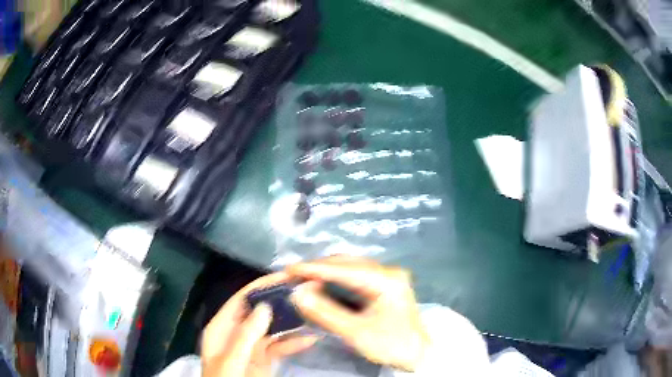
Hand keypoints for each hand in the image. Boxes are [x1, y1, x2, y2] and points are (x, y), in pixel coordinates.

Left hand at [202, 272, 318, 376]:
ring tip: (313, 310)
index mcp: (222, 328)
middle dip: (280, 301)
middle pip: (259, 312)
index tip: (286, 276)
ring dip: (291, 322)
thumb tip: (265, 306)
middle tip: (306, 290)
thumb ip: (245, 335)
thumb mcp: (231, 360)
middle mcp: (236, 333)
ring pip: (273, 328)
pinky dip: (294, 343)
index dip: (262, 286)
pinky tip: (311, 339)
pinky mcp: (264, 359)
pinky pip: (280, 347)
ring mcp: (251, 347)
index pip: (241, 300)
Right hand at [287, 255, 428, 371]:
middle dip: (319, 268)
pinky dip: (336, 279)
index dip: (314, 268)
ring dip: (326, 272)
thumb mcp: (356, 332)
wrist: (418, 355)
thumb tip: (298, 293)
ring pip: (351, 267)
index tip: (289, 269)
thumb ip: (326, 312)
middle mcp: (388, 272)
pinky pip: (355, 276)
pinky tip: (323, 284)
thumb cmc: (390, 345)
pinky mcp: (385, 286)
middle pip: (347, 263)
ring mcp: (388, 277)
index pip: (344, 269)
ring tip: (303, 278)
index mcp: (386, 281)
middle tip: (293, 275)